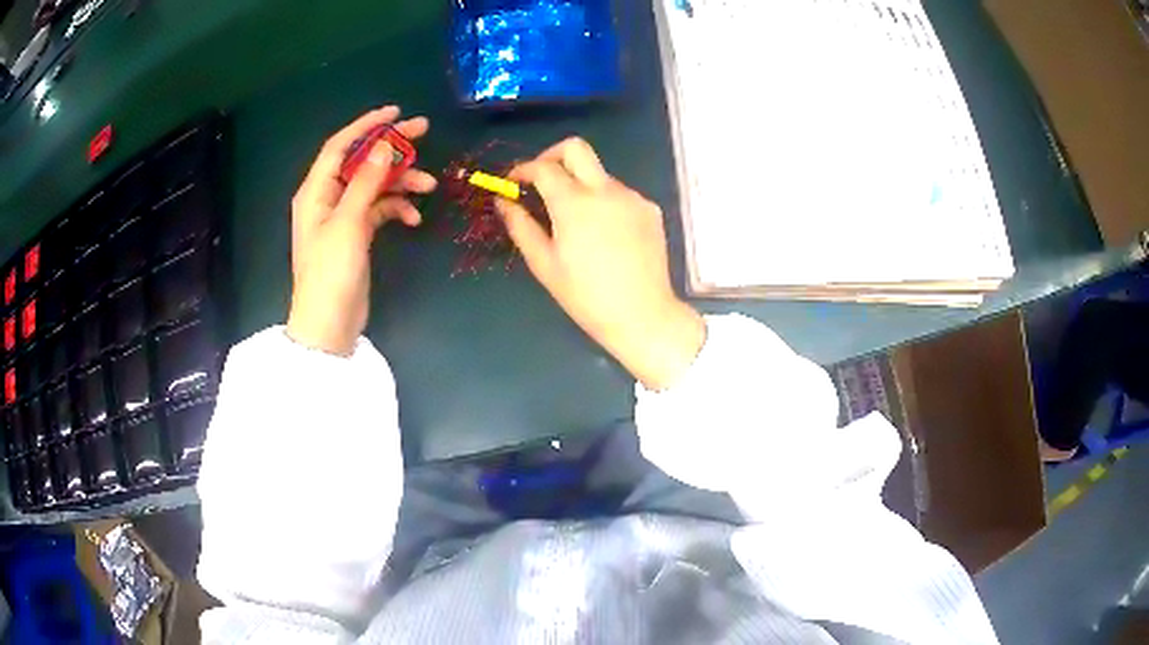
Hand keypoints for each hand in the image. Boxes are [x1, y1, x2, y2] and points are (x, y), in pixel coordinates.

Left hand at [286, 107, 435, 355]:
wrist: (329, 324)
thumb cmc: (331, 272)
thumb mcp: (348, 222)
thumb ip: (366, 181)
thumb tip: (385, 145)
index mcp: (316, 191)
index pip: (340, 146)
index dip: (366, 125)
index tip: (396, 112)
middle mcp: (327, 198)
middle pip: (361, 161)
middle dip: (391, 149)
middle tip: (423, 134)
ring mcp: (343, 217)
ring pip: (374, 185)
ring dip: (401, 183)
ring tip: (429, 187)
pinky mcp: (356, 234)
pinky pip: (379, 209)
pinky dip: (396, 209)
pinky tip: (413, 219)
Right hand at [497, 138, 705, 389]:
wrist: (642, 314)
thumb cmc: (585, 296)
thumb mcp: (544, 264)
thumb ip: (520, 226)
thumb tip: (503, 200)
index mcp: (574, 203)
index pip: (543, 167)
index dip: (522, 169)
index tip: (513, 182)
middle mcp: (605, 190)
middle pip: (575, 148)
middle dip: (551, 156)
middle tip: (540, 180)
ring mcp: (632, 197)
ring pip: (599, 173)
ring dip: (580, 184)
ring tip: (574, 221)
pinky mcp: (649, 209)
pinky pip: (619, 193)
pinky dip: (603, 201)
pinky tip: (603, 233)